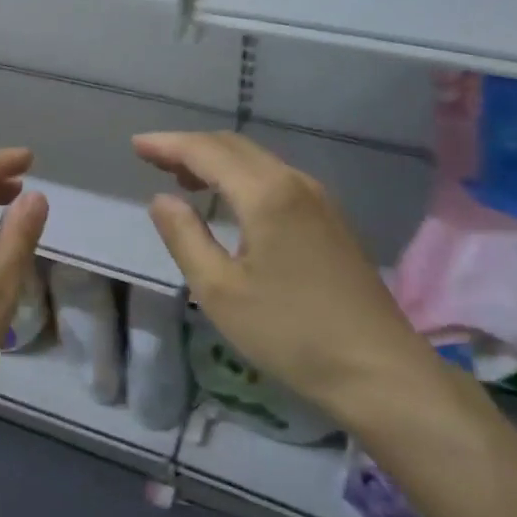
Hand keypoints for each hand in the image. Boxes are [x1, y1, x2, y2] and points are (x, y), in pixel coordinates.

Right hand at [133, 131, 433, 413]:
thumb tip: (161, 199)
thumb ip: (185, 237)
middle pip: (235, 147)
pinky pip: (276, 179)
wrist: (379, 371)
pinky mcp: (331, 220)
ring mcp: (319, 200)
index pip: (207, 152)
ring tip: (183, 179)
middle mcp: (295, 183)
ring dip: (217, 162)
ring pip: (258, 161)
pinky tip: (230, 202)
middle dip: (190, 147)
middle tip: (153, 160)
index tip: (136, 145)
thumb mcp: (219, 291)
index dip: (168, 144)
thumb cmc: (290, 333)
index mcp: (266, 194)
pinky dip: (242, 178)